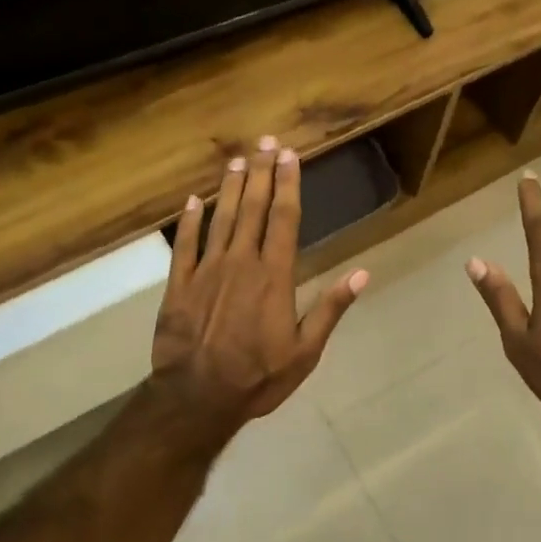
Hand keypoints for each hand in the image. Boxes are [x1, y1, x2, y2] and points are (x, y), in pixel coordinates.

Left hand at [152, 135, 366, 429]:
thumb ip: (330, 308)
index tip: (290, 156)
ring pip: (220, 219)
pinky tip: (193, 201)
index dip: (288, 184)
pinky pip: (184, 245)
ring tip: (238, 160)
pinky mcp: (178, 285)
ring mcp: (206, 271)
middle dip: (261, 173)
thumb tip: (361, 274)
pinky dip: (189, 221)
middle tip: (266, 142)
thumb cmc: (258, 377)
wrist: (198, 398)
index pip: (284, 219)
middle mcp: (240, 262)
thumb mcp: (305, 351)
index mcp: (274, 276)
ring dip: (230, 188)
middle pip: (253, 209)